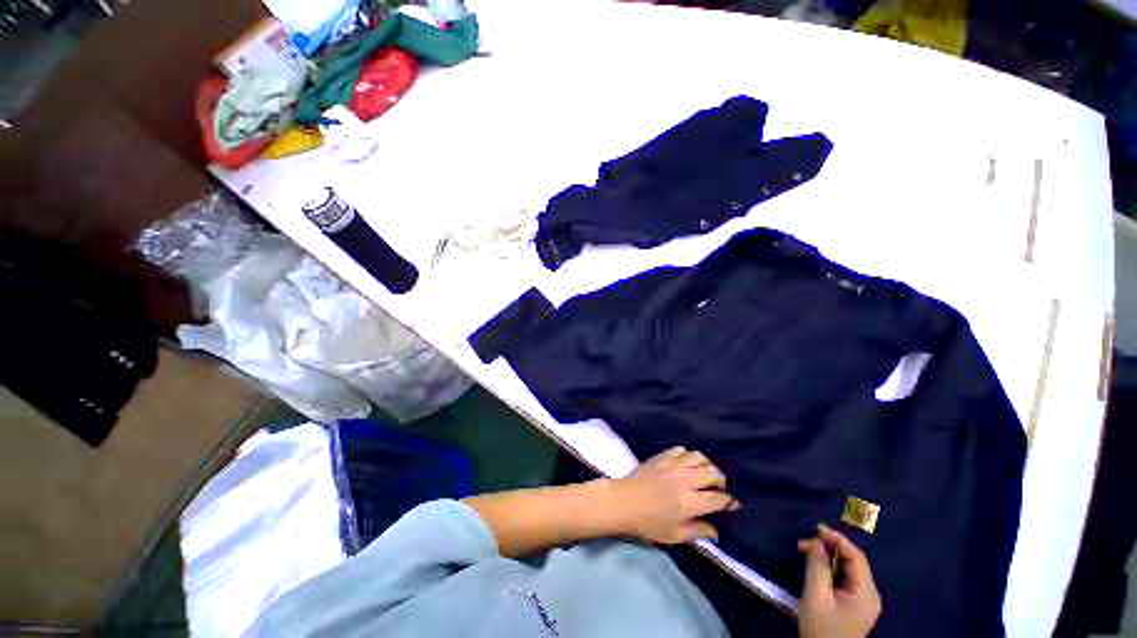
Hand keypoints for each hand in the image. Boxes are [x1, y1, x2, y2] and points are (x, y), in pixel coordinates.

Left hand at [610, 446, 739, 543]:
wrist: (624, 501)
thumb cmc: (648, 523)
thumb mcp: (674, 535)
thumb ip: (697, 531)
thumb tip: (715, 532)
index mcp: (691, 502)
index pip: (718, 499)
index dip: (729, 501)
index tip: (732, 504)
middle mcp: (686, 480)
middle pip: (713, 472)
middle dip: (721, 480)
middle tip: (718, 489)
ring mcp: (674, 465)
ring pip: (699, 456)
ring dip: (706, 465)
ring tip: (703, 474)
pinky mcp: (662, 457)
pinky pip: (680, 449)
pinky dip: (687, 455)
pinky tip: (685, 463)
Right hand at [797, 523, 881, 637]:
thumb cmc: (821, 628)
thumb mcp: (816, 595)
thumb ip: (817, 565)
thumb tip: (817, 541)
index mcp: (866, 592)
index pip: (855, 556)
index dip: (837, 538)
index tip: (815, 527)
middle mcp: (869, 593)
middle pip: (852, 561)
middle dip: (828, 548)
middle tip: (803, 544)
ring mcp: (862, 600)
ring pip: (846, 569)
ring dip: (826, 557)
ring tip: (805, 552)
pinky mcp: (853, 604)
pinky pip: (843, 578)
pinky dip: (829, 568)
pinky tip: (815, 566)